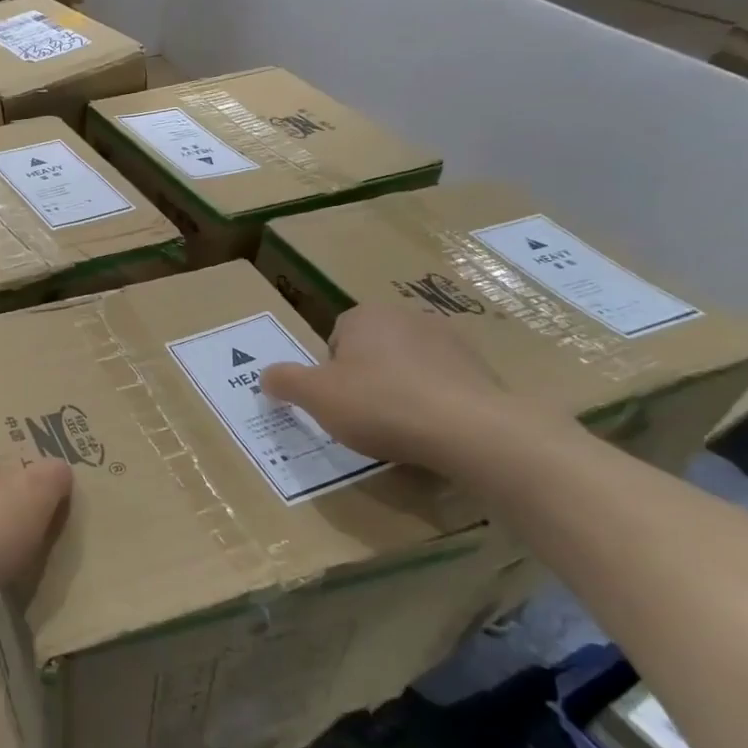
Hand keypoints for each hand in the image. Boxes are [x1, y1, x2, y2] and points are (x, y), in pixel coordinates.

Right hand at [261, 303, 524, 469]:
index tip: (336, 400)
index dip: (331, 371)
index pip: (336, 337)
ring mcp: (451, 341)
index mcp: (366, 316)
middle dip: (366, 378)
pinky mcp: (482, 370)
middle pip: (373, 350)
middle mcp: (408, 317)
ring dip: (401, 389)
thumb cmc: (380, 404)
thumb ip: (285, 381)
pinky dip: (434, 403)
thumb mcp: (315, 396)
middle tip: (362, 416)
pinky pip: (443, 385)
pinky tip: (431, 432)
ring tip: (399, 428)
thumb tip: (265, 376)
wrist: (469, 430)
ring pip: (409, 366)